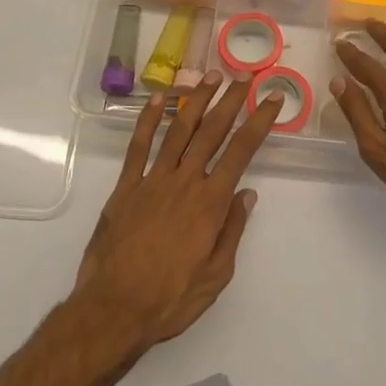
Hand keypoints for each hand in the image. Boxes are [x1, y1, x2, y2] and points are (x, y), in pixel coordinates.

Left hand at [75, 74, 282, 349]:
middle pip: (212, 131)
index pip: (242, 151)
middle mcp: (185, 182)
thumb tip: (247, 194)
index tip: (273, 99)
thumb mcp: (216, 275)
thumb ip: (232, 230)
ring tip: (211, 76)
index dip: (259, 122)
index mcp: (210, 202)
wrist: (113, 310)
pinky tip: (158, 99)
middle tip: (244, 76)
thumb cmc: (170, 299)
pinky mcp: (126, 187)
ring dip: (196, 100)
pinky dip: (148, 120)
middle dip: (231, 100)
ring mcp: (153, 180)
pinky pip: (138, 147)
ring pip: (178, 130)